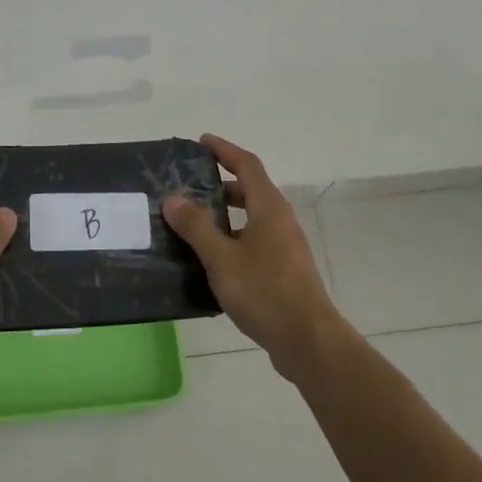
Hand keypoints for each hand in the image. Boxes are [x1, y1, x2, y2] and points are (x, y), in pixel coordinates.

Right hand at [163, 134, 346, 369]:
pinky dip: (231, 239)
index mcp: (269, 208)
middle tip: (188, 187)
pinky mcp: (283, 270)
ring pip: (251, 219)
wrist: (307, 339)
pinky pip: (253, 242)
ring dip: (224, 215)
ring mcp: (284, 247)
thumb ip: (197, 226)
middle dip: (220, 184)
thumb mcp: (222, 257)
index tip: (202, 142)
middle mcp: (280, 221)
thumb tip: (174, 198)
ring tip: (191, 223)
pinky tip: (210, 259)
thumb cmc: (264, 291)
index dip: (224, 150)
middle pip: (250, 190)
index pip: (247, 165)